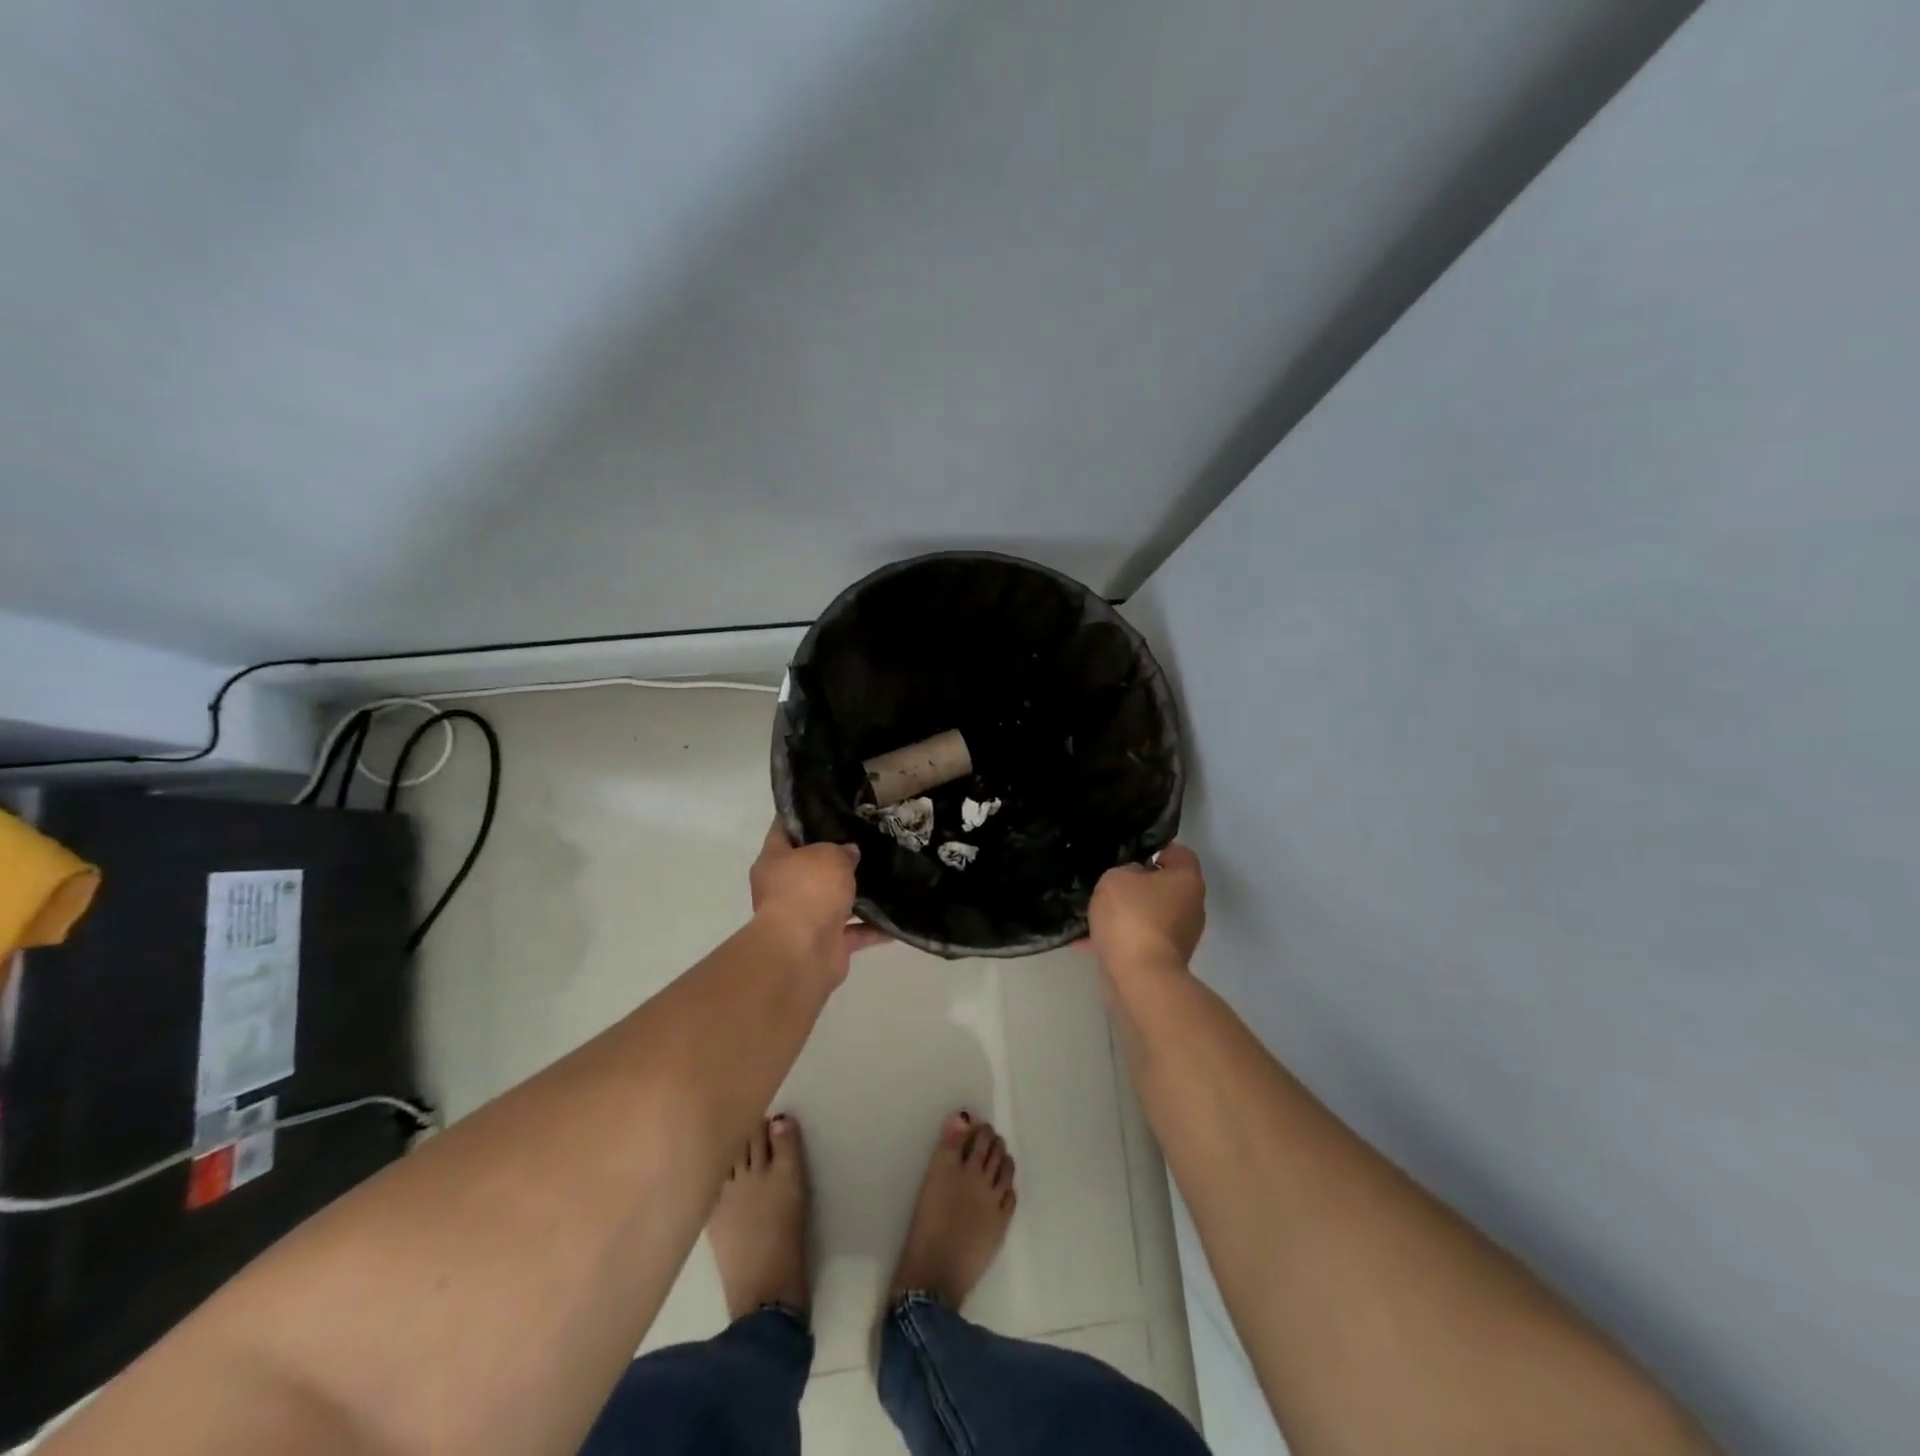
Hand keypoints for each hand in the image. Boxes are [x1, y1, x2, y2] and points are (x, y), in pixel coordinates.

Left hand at [749, 819, 890, 981]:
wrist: (803, 952)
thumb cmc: (808, 890)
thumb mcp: (830, 855)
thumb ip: (843, 850)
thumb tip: (850, 853)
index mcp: (774, 860)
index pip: (784, 827)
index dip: (804, 814)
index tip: (829, 803)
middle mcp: (786, 888)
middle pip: (812, 866)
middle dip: (838, 856)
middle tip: (868, 838)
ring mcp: (805, 918)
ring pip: (835, 899)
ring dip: (858, 894)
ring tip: (888, 873)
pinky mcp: (827, 943)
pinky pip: (855, 931)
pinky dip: (874, 927)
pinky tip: (898, 915)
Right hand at [1085, 843, 1205, 976]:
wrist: (1139, 977)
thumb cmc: (1132, 916)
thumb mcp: (1116, 878)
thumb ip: (1125, 871)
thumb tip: (1133, 881)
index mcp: (1187, 880)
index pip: (1178, 852)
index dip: (1155, 848)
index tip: (1130, 854)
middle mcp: (1192, 906)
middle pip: (1165, 886)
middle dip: (1139, 885)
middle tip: (1109, 884)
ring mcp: (1181, 936)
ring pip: (1151, 914)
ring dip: (1128, 914)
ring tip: (1095, 913)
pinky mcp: (1167, 960)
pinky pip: (1141, 940)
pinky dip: (1121, 938)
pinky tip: (1089, 941)